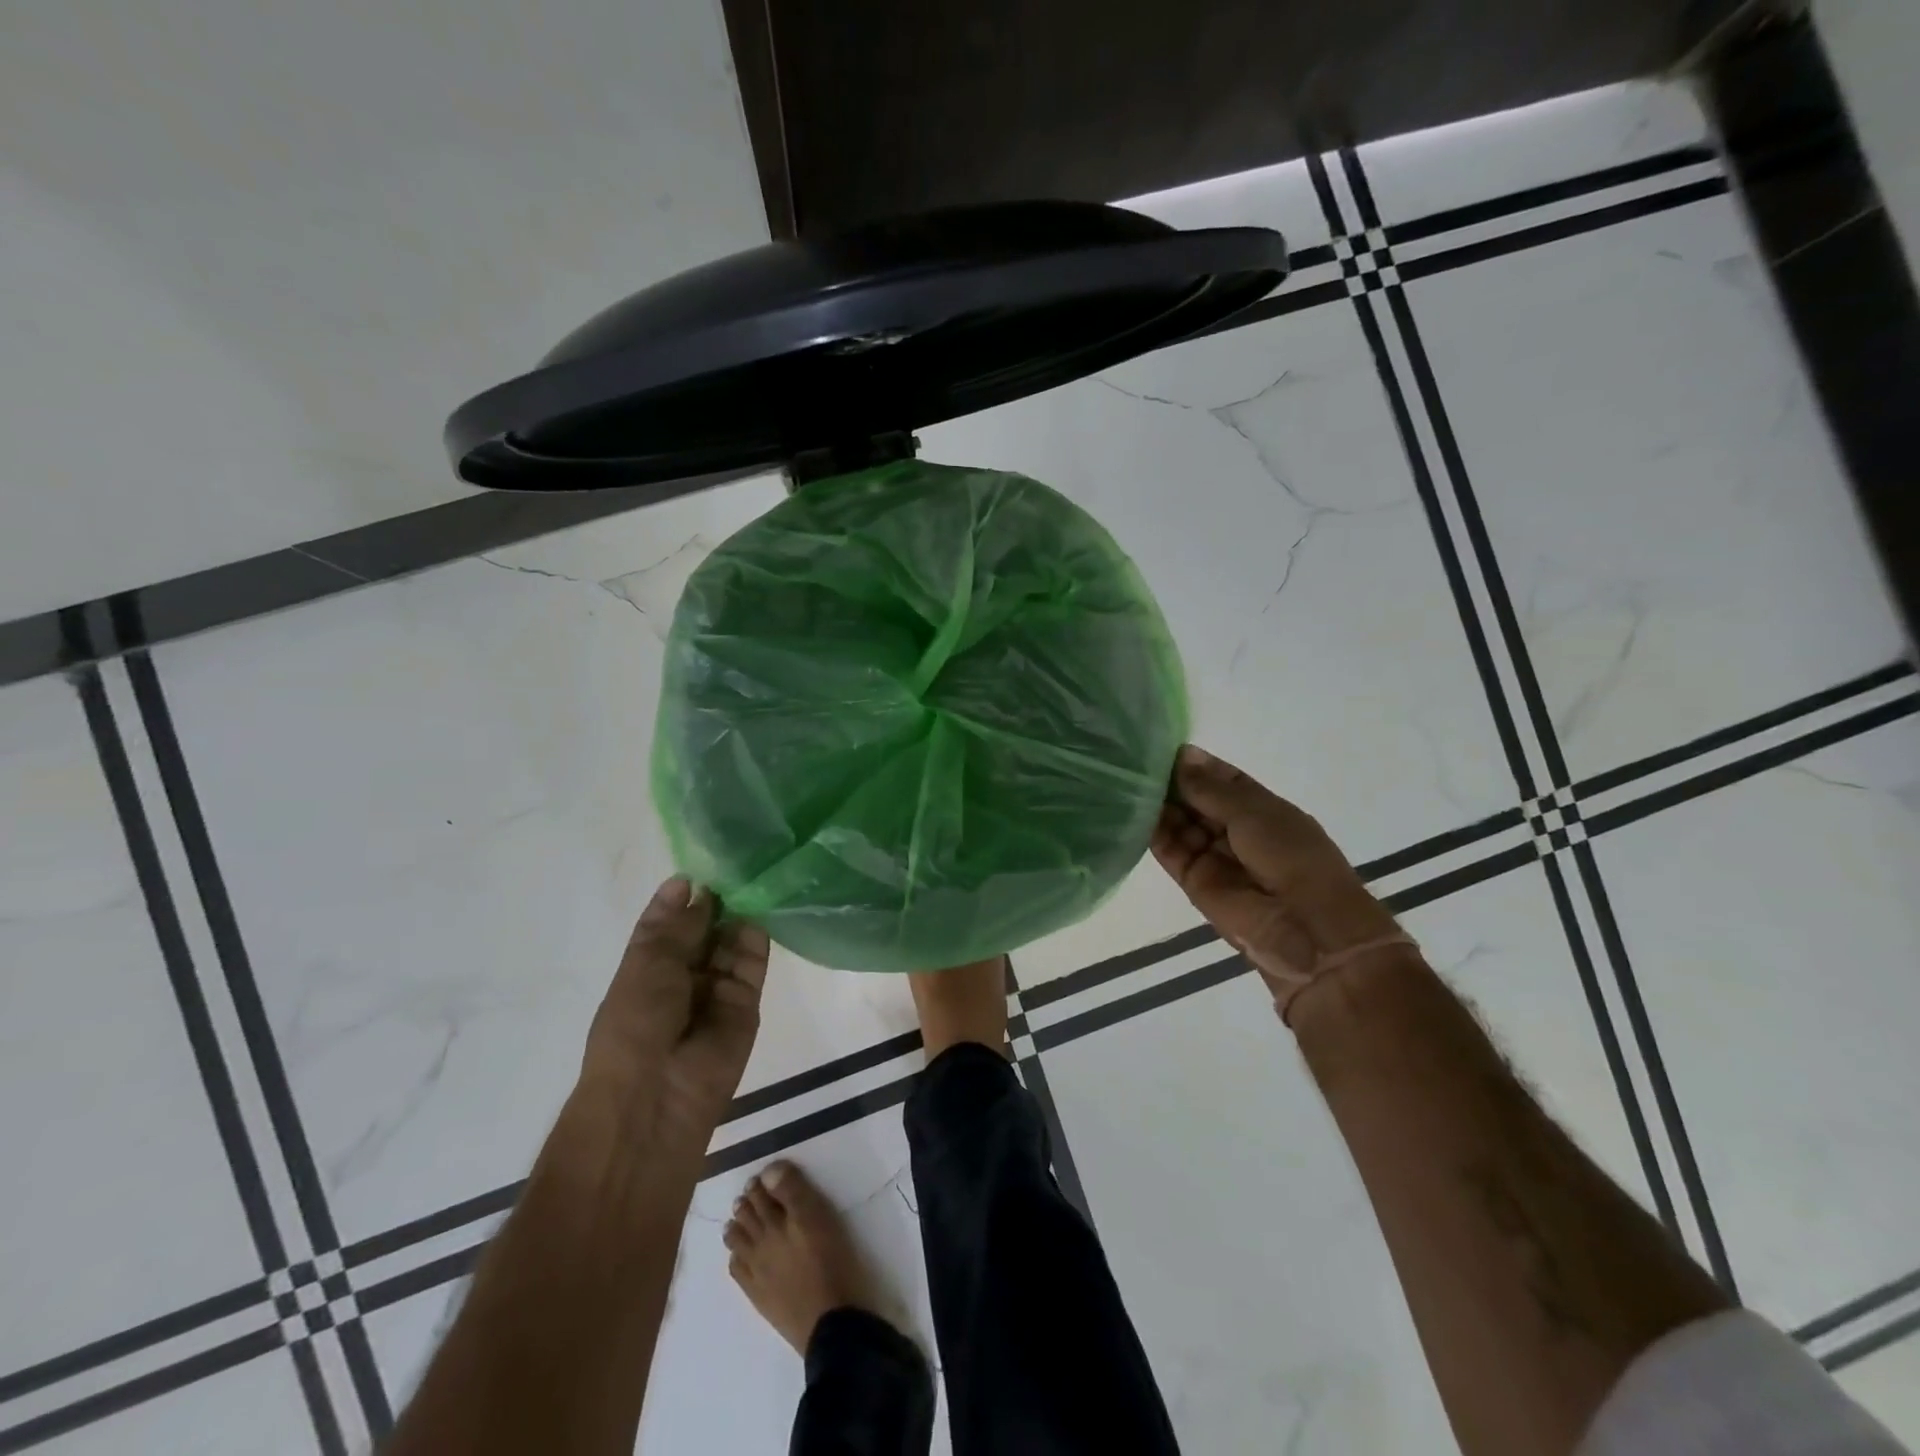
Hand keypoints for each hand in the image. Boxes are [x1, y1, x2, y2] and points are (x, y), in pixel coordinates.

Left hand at [579, 876, 769, 1154]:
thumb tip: (690, 883)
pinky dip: (757, 938)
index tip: (702, 867)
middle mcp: (683, 978)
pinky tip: (762, 909)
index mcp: (648, 969)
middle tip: (737, 865)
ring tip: (753, 879)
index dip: (683, 898)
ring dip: (738, 916)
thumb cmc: (635, 1023)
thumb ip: (676, 924)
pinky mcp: (747, 1004)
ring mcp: (716, 991)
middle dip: (716, 903)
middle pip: (705, 932)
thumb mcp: (647, 962)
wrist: (657, 1095)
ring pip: (731, 944)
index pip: (669, 925)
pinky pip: (753, 964)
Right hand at [1152, 746, 1408, 1018]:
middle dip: (1173, 783)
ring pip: (1181, 825)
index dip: (1197, 766)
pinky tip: (1131, 811)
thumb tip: (1181, 756)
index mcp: (1264, 810)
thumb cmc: (1291, 858)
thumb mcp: (1254, 812)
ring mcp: (1214, 857)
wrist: (1304, 929)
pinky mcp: (1193, 882)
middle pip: (1198, 801)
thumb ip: (1211, 788)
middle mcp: (1237, 831)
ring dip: (1159, 805)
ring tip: (1128, 782)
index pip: (1224, 780)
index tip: (1164, 749)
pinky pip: (1170, 851)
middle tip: (1137, 763)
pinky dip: (1152, 833)